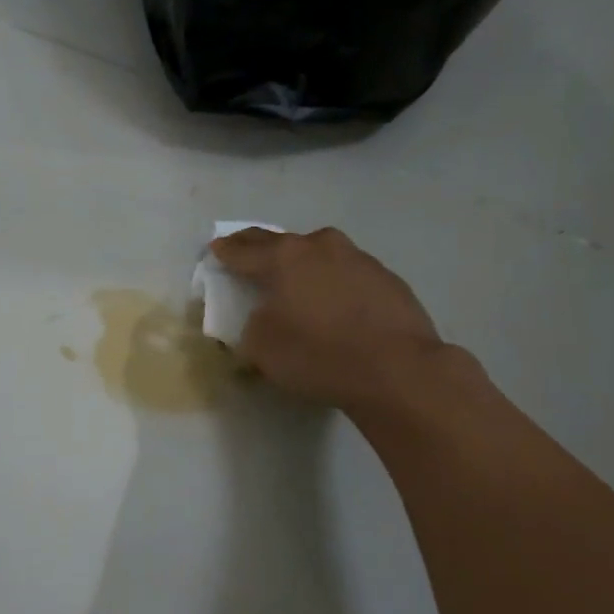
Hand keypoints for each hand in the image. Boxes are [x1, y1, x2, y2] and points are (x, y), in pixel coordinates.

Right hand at [210, 227, 457, 414]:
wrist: (397, 370)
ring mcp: (358, 258)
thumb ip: (250, 327)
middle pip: (281, 243)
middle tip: (247, 255)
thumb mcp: (263, 349)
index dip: (225, 251)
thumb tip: (259, 318)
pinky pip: (347, 273)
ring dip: (303, 263)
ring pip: (319, 254)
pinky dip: (334, 282)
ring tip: (296, 280)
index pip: (243, 250)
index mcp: (284, 258)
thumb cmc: (318, 355)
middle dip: (260, 249)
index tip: (216, 249)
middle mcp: (320, 247)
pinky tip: (335, 302)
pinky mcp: (386, 278)